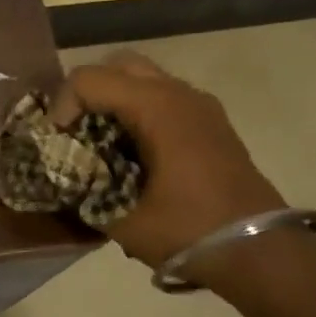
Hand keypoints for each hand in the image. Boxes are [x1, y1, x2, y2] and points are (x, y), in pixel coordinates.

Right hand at [53, 50, 285, 275]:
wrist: (257, 251)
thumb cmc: (187, 231)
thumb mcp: (121, 219)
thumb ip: (84, 192)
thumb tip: (62, 181)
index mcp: (157, 108)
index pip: (90, 79)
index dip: (62, 106)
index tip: (57, 143)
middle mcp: (179, 94)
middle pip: (118, 66)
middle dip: (87, 93)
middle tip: (73, 132)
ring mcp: (200, 106)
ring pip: (143, 79)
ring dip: (113, 102)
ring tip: (98, 144)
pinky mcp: (210, 123)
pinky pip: (163, 99)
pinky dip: (137, 113)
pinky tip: (129, 154)